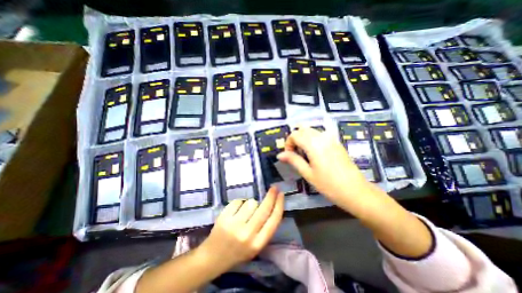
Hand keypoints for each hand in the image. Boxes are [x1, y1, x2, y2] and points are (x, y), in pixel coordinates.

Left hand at [199, 187, 283, 271]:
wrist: (213, 258)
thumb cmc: (238, 251)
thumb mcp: (256, 245)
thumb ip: (265, 228)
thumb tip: (273, 205)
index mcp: (258, 243)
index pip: (274, 220)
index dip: (279, 205)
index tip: (281, 194)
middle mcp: (248, 235)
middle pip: (264, 208)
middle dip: (271, 196)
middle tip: (274, 187)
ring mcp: (235, 225)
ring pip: (251, 202)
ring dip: (251, 203)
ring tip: (244, 212)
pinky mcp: (224, 218)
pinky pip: (238, 201)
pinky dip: (239, 203)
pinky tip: (235, 212)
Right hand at [277, 126, 370, 205]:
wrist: (355, 191)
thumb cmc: (329, 185)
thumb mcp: (308, 173)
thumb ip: (293, 160)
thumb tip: (279, 155)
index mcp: (313, 144)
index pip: (294, 134)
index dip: (288, 143)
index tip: (289, 155)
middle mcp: (322, 137)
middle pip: (302, 129)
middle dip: (295, 138)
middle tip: (295, 153)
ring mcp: (331, 138)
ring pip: (311, 130)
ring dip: (303, 137)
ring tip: (304, 153)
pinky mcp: (336, 142)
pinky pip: (320, 134)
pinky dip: (312, 138)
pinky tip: (315, 152)